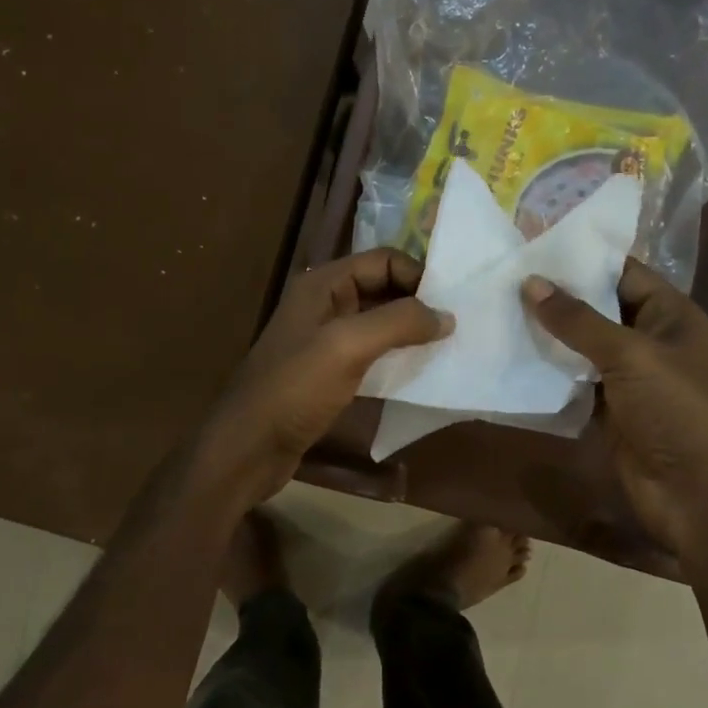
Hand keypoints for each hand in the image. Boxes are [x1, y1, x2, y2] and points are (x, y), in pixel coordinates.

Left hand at [197, 249, 451, 508]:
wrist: (249, 446)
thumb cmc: (295, 388)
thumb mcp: (348, 346)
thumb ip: (399, 322)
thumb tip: (447, 316)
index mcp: (322, 284)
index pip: (383, 261)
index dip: (418, 276)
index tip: (452, 304)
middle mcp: (323, 304)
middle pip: (382, 288)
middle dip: (418, 303)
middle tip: (457, 325)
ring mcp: (324, 340)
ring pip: (378, 323)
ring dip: (410, 331)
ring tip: (447, 347)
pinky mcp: (328, 372)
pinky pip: (370, 353)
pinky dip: (395, 357)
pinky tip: (419, 372)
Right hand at [525, 261, 707, 554]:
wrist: (700, 495)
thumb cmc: (678, 410)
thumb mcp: (630, 355)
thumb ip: (578, 320)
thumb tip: (530, 283)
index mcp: (669, 315)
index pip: (622, 272)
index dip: (580, 258)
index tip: (530, 244)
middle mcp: (648, 341)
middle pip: (596, 309)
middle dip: (554, 296)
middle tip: (500, 276)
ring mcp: (626, 379)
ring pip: (579, 348)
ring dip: (545, 335)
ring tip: (495, 310)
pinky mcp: (607, 411)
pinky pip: (571, 383)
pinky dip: (545, 374)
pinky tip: (508, 357)